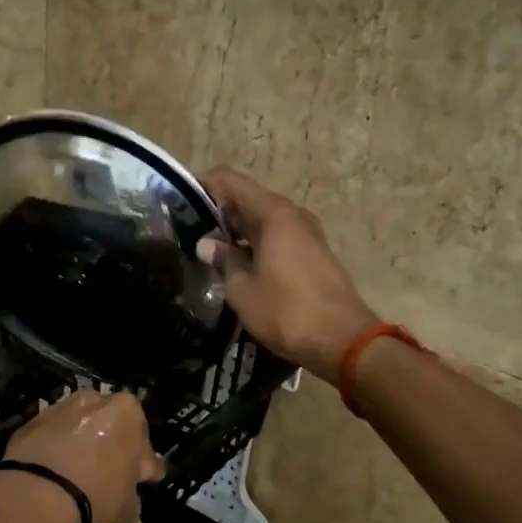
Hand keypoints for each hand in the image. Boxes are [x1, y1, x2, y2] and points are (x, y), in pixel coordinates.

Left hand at [3, 390, 164, 522]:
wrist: (35, 498)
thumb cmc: (96, 499)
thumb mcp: (126, 513)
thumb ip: (132, 507)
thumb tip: (132, 517)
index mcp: (128, 414)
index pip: (145, 443)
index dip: (144, 466)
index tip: (141, 481)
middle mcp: (94, 403)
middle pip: (110, 426)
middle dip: (111, 448)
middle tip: (110, 476)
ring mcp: (59, 410)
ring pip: (78, 429)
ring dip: (81, 446)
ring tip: (78, 475)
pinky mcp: (29, 424)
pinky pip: (51, 439)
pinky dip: (54, 452)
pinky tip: (53, 476)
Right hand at [197, 169, 378, 383]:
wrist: (343, 341)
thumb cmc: (286, 311)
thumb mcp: (242, 289)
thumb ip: (223, 260)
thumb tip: (207, 244)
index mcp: (273, 214)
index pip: (231, 181)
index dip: (203, 184)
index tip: (178, 200)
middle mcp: (292, 214)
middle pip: (247, 198)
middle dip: (217, 210)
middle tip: (186, 228)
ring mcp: (306, 233)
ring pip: (262, 219)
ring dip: (236, 229)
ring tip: (207, 248)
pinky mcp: (313, 253)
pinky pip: (276, 236)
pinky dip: (254, 243)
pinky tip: (237, 263)